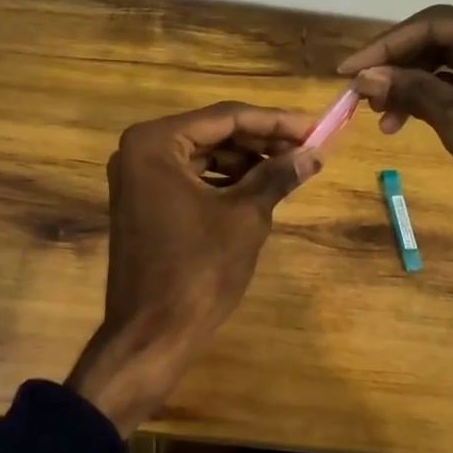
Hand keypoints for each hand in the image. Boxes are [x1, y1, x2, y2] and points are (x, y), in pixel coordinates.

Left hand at [66, 102, 320, 433]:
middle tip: (307, 147)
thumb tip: (314, 154)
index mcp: (155, 143)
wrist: (152, 334)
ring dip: (245, 160)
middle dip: (261, 140)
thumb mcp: (245, 217)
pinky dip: (224, 179)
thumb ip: (277, 176)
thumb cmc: (198, 270)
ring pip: (202, 154)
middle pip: (212, 133)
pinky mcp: (143, 201)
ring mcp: (137, 177)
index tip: (314, 126)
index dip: (274, 121)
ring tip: (290, 167)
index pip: (225, 117)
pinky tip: (259, 186)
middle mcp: (139, 150)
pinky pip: (190, 177)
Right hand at [339, 0, 452, 285]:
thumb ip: (410, 91)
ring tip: (382, 117)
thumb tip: (363, 77)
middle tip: (360, 97)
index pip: (433, 24)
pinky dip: (440, 96)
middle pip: (443, 39)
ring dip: (416, 85)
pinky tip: (409, 117)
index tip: (344, 71)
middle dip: (399, 68)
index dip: (383, 48)